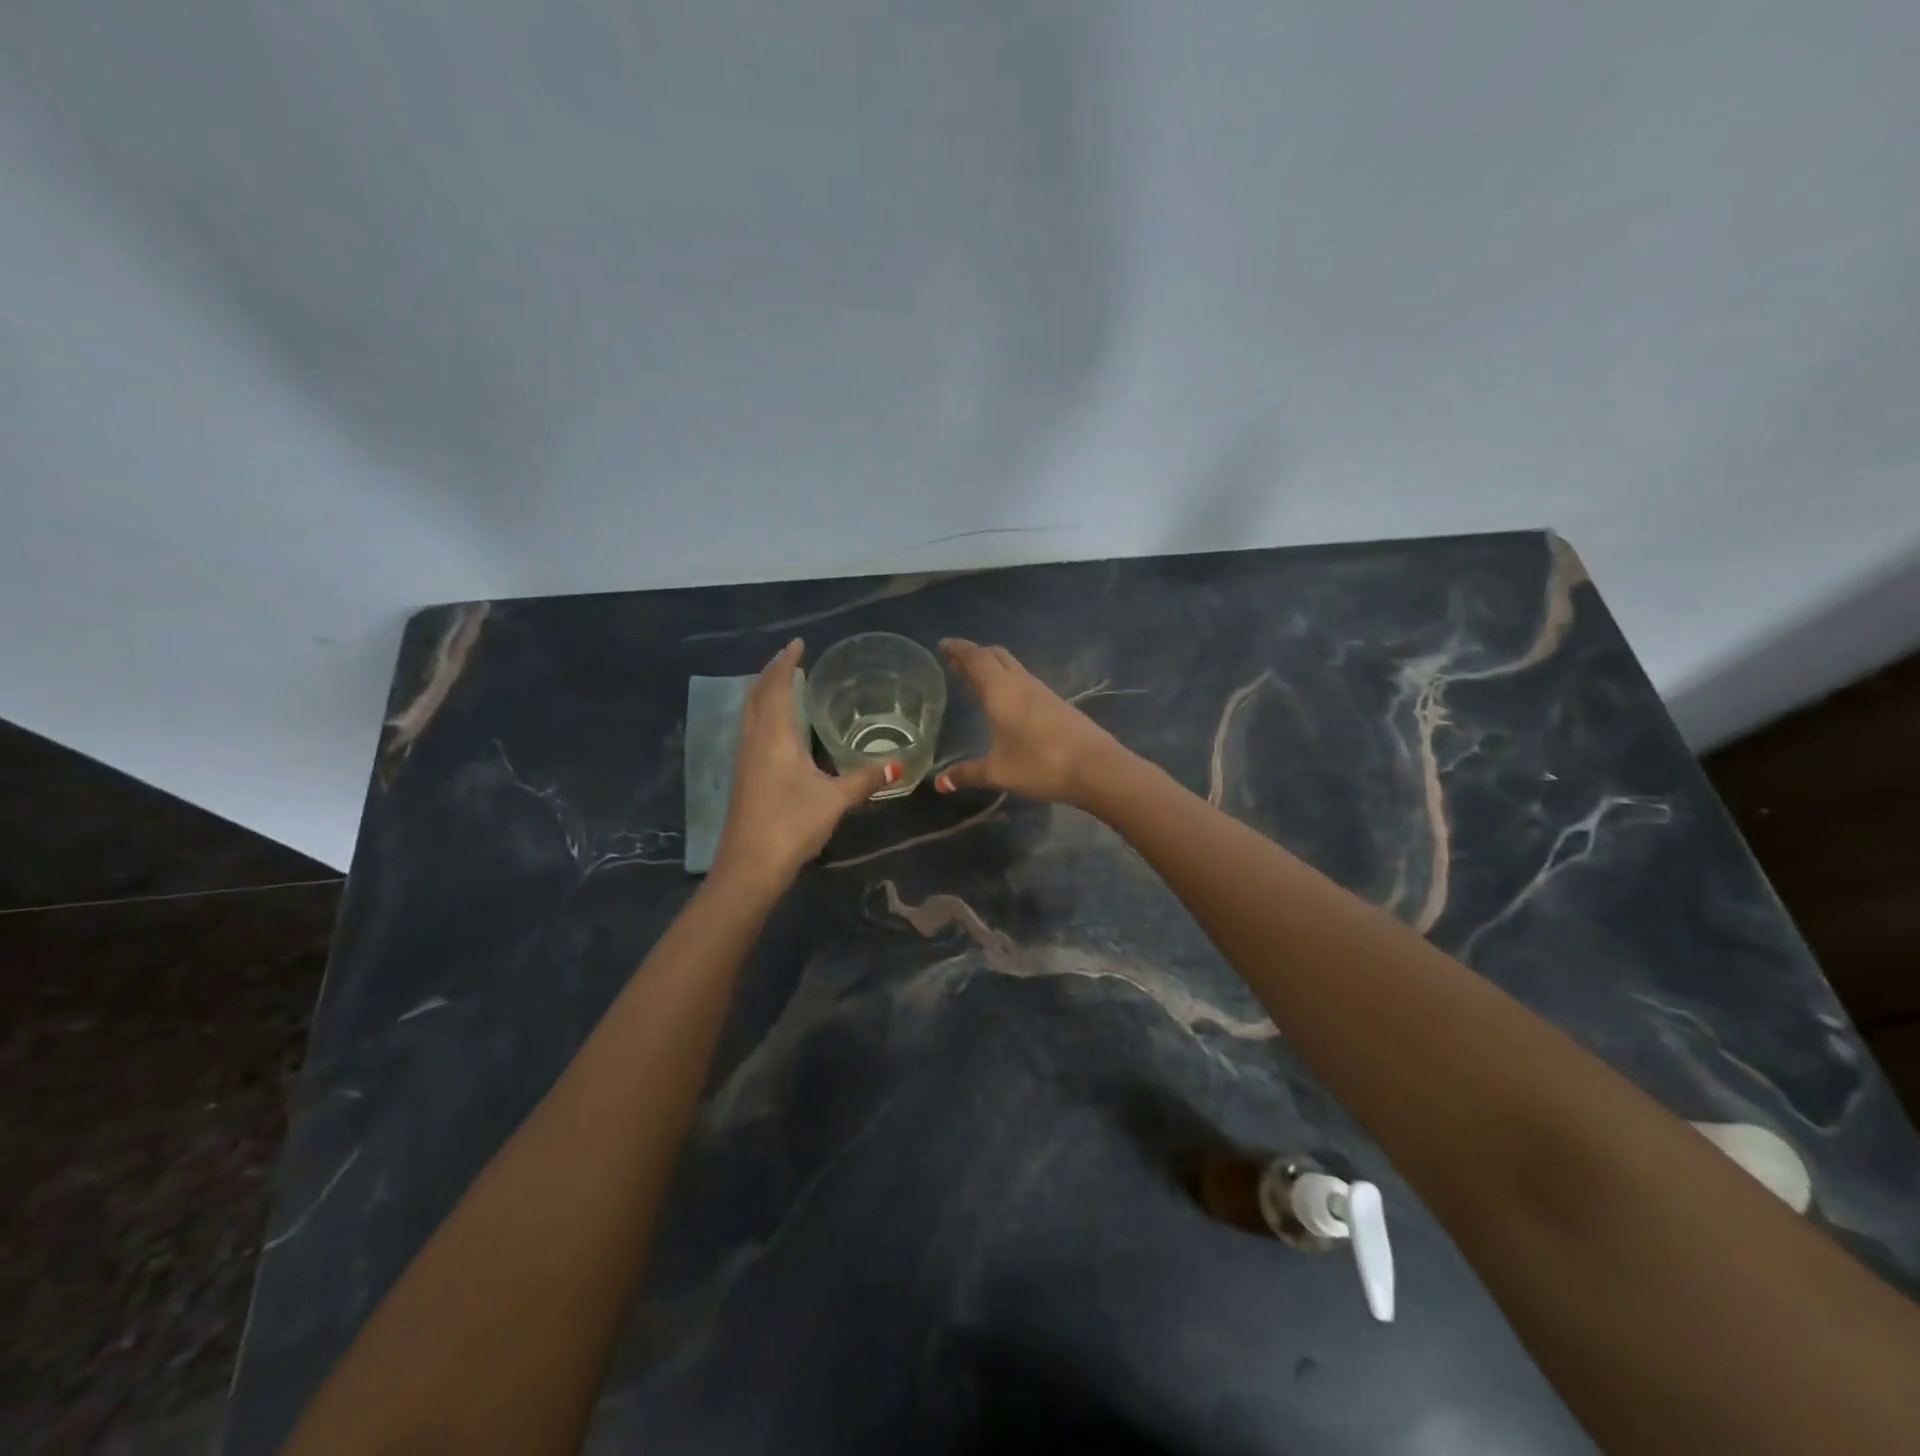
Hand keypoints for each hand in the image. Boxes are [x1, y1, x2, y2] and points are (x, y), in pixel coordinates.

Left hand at [712, 640, 897, 885]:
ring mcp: (744, 759)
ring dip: (765, 693)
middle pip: (757, 694)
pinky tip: (780, 729)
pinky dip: (764, 714)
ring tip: (787, 685)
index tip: (799, 644)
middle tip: (794, 660)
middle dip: (772, 672)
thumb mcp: (835, 799)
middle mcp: (754, 740)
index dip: (786, 662)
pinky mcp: (744, 777)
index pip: (777, 686)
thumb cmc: (792, 824)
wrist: (750, 866)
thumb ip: (866, 778)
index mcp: (774, 736)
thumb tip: (899, 763)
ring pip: (750, 713)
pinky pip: (751, 730)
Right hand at [935, 639, 1128, 805]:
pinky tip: (1007, 700)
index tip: (942, 644)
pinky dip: (1008, 681)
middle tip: (956, 661)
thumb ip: (967, 774)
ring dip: (993, 667)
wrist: (1096, 768)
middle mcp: (1021, 683)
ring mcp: (1043, 692)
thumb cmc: (1040, 764)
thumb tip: (940, 783)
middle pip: (996, 657)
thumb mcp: (998, 772)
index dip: (958, 649)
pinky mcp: (1058, 704)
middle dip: (975, 655)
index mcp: (1001, 691)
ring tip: (976, 678)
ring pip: (1013, 668)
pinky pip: (1025, 682)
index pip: (976, 658)